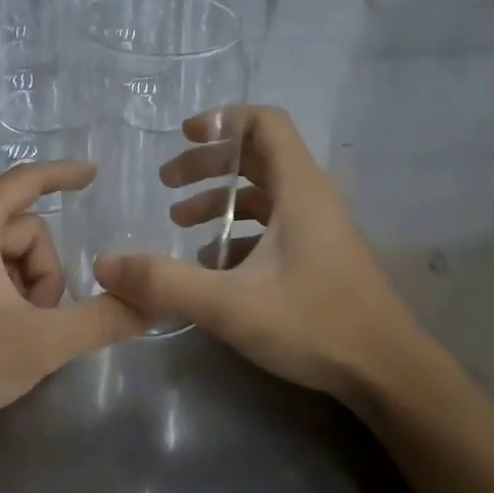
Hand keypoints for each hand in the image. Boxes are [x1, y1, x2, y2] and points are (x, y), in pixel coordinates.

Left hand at [0, 161, 145, 443]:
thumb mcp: (42, 343)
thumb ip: (101, 320)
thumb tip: (151, 304)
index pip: (26, 181)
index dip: (64, 174)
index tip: (93, 173)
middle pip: (24, 231)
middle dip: (43, 275)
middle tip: (38, 322)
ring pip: (5, 254)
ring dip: (25, 289)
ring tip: (15, 334)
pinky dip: (2, 293)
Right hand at [92, 106, 419, 406]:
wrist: (388, 372)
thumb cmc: (315, 323)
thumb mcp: (232, 304)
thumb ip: (167, 282)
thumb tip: (105, 265)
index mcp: (299, 188)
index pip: (265, 122)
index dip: (223, 120)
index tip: (184, 137)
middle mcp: (311, 196)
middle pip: (256, 155)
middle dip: (208, 164)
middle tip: (168, 183)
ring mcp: (318, 227)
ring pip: (263, 193)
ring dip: (220, 200)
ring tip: (180, 225)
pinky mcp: (319, 255)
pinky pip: (273, 225)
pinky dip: (238, 232)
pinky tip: (212, 266)